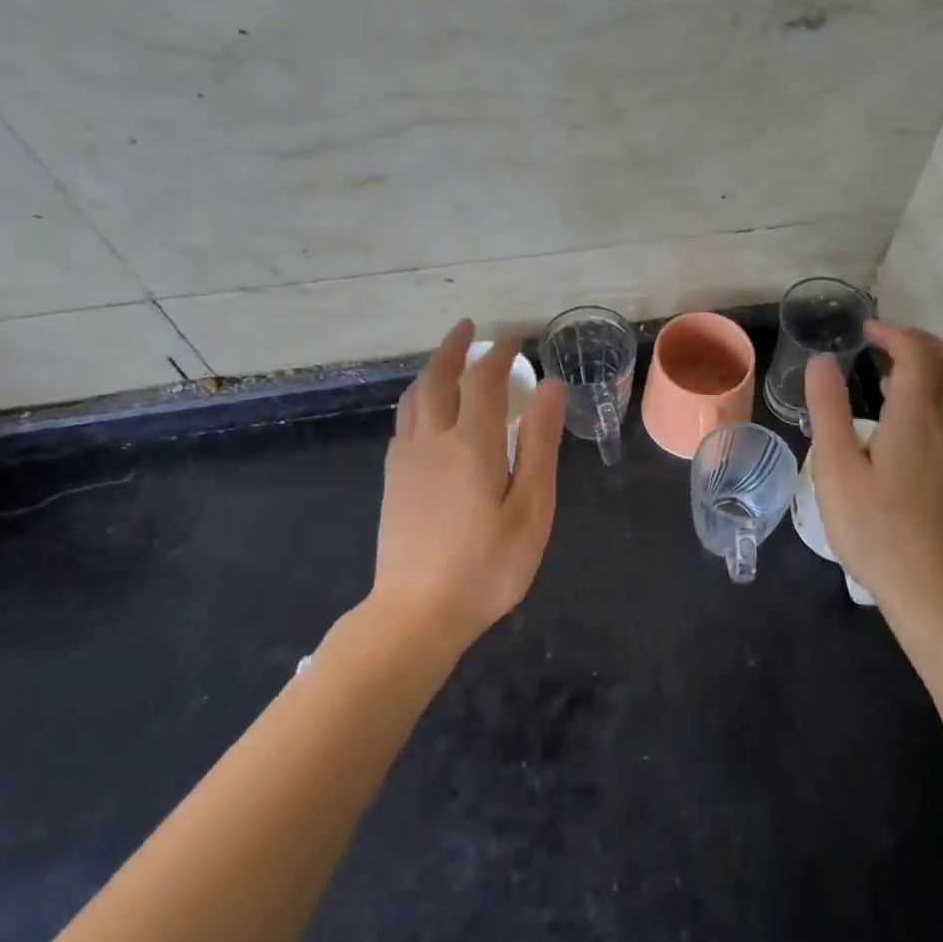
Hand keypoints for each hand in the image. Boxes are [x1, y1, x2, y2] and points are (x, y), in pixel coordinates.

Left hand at [372, 319, 566, 652]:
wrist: (416, 614)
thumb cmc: (487, 566)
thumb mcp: (531, 508)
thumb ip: (540, 444)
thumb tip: (550, 388)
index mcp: (472, 443)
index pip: (484, 380)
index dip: (500, 354)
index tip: (515, 338)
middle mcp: (433, 440)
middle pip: (438, 378)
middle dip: (454, 347)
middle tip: (470, 327)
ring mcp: (406, 460)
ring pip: (414, 397)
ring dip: (431, 369)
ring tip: (447, 360)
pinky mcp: (392, 480)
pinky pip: (403, 422)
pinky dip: (417, 399)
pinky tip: (425, 412)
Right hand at [804, 322, 942, 620]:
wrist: (936, 594)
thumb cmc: (877, 531)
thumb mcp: (837, 470)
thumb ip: (829, 411)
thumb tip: (823, 361)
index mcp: (916, 421)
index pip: (917, 355)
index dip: (893, 333)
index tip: (864, 331)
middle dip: (923, 343)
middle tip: (885, 344)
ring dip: (930, 372)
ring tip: (886, 381)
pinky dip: (931, 402)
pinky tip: (899, 431)